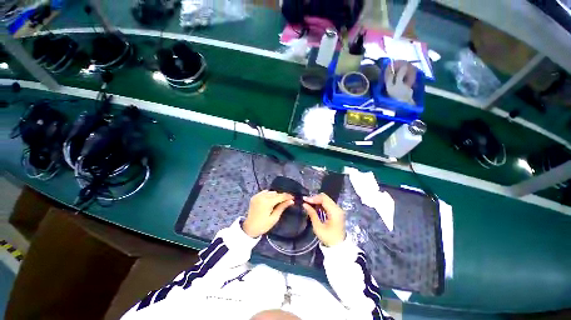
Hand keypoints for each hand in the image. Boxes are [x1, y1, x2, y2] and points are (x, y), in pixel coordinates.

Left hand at [243, 190, 293, 237]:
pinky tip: (271, 200)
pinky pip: (264, 192)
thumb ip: (282, 207)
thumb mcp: (274, 218)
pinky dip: (269, 194)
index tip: (293, 197)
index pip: (280, 196)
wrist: (249, 228)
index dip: (287, 196)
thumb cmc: (263, 225)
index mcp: (267, 202)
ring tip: (279, 201)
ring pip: (270, 192)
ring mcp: (257, 196)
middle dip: (281, 196)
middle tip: (287, 201)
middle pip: (275, 193)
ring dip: (275, 195)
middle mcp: (262, 197)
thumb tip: (291, 201)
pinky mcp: (254, 196)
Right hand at [303, 193, 345, 246]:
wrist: (339, 246)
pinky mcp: (336, 211)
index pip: (323, 199)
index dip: (313, 198)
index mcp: (335, 212)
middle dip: (314, 198)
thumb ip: (312, 214)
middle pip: (325, 197)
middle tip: (306, 201)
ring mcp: (338, 209)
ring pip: (326, 199)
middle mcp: (338, 208)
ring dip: (317, 200)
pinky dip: (320, 204)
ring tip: (309, 204)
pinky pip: (327, 203)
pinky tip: (314, 207)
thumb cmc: (328, 238)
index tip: (304, 199)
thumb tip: (304, 204)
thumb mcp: (318, 227)